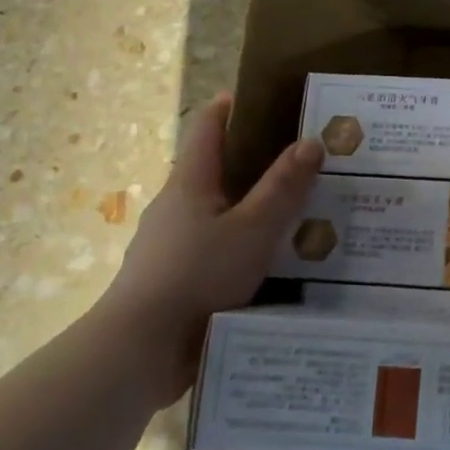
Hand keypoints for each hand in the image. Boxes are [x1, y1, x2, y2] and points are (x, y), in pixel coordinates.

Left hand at [95, 95, 322, 404]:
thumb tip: (311, 141)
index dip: (231, 107)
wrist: (138, 353)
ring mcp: (169, 245)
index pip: (208, 127)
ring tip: (296, 214)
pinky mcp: (173, 280)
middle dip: (254, 161)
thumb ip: (283, 186)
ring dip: (250, 208)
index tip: (262, 96)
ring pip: (216, 213)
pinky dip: (241, 244)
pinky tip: (270, 261)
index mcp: (190, 183)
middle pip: (215, 170)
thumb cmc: (197, 276)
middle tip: (301, 161)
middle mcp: (175, 206)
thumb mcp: (253, 229)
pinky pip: (214, 249)